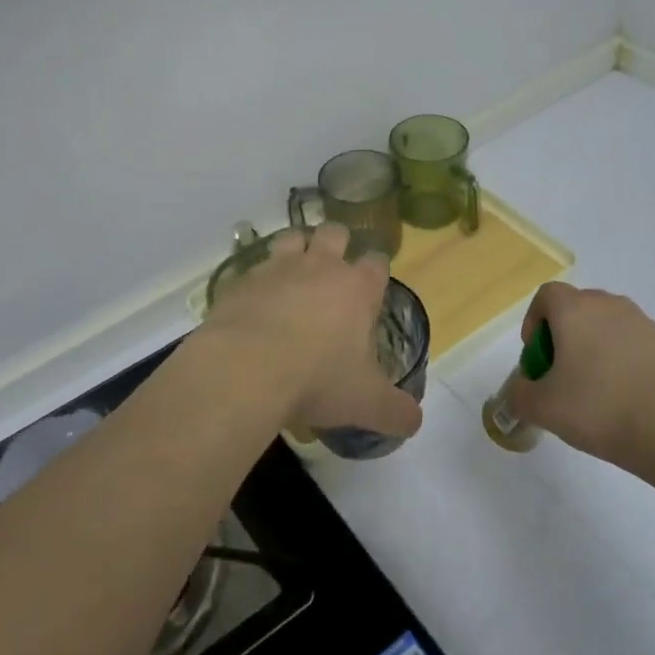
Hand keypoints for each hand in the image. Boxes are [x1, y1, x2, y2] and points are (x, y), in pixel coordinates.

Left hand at [193, 224, 423, 440]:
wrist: (245, 370)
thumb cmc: (317, 380)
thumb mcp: (366, 404)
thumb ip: (396, 411)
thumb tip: (413, 421)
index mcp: (356, 288)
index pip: (376, 262)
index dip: (376, 271)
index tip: (372, 288)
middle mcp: (319, 267)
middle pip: (334, 233)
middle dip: (336, 244)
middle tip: (332, 272)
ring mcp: (277, 268)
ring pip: (292, 237)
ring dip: (295, 248)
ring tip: (293, 274)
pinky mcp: (240, 280)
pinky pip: (251, 268)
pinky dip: (256, 279)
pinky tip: (254, 301)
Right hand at [504, 282, 654, 478]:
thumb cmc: (601, 407)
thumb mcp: (543, 408)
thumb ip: (521, 395)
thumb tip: (521, 390)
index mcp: (576, 310)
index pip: (547, 295)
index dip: (535, 321)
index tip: (537, 356)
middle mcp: (612, 307)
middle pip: (580, 309)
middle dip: (566, 338)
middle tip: (563, 377)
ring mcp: (648, 325)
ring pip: (611, 329)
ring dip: (598, 352)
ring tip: (598, 395)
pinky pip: (639, 349)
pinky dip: (628, 367)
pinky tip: (631, 404)